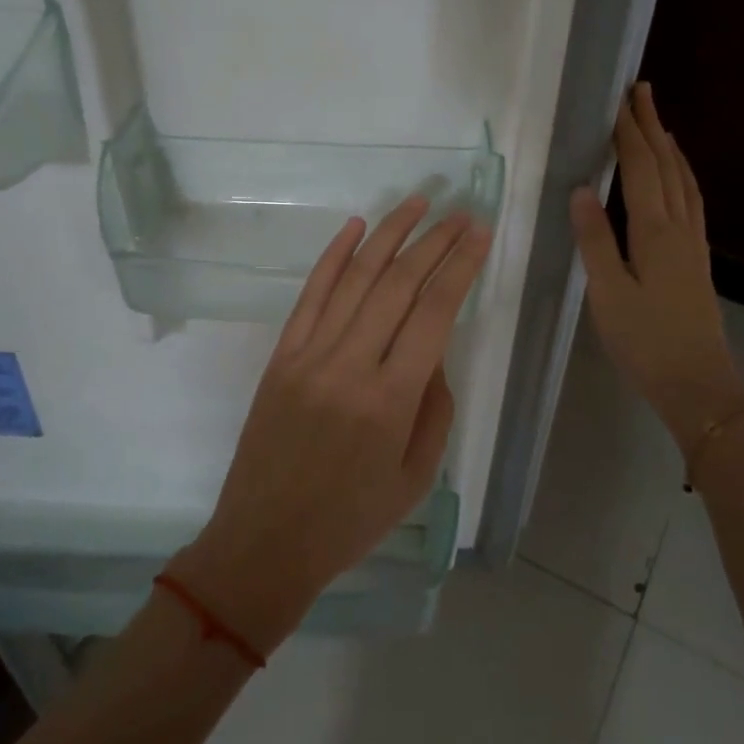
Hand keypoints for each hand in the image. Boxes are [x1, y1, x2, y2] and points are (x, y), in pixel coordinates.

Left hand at [170, 196, 493, 655]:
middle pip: (398, 284)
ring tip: (418, 201)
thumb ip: (435, 408)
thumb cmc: (349, 521)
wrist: (264, 542)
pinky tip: (355, 227)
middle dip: (434, 240)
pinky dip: (334, 257)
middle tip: (460, 211)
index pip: (434, 312)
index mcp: (390, 400)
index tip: (480, 232)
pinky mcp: (281, 356)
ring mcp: (309, 355)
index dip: (460, 265)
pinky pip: (310, 295)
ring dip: (389, 234)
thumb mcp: (415, 477)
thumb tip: (435, 352)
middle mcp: (349, 365)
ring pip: (355, 278)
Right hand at [570, 83, 743, 455]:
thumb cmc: (645, 341)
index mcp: (654, 231)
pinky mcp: (697, 258)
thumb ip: (594, 240)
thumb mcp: (607, 293)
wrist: (698, 382)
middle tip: (641, 90)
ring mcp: (694, 242)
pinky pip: (692, 200)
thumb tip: (580, 189)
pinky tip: (677, 179)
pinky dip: (682, 175)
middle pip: (667, 165)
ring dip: (670, 147)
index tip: (618, 99)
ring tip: (658, 123)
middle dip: (651, 126)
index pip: (641, 168)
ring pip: (684, 181)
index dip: (629, 132)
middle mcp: (679, 227)